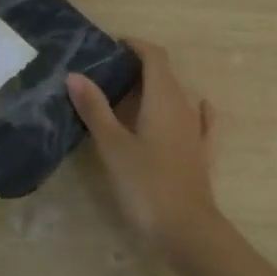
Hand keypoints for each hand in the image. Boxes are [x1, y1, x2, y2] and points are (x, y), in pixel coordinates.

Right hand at [67, 40, 222, 254]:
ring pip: (176, 96)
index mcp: (164, 98)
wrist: (186, 230)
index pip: (154, 56)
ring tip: (123, 96)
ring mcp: (195, 130)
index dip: (135, 45)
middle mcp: (184, 106)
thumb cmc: (146, 184)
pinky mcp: (201, 152)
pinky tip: (185, 111)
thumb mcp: (113, 146)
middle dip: (138, 67)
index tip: (111, 47)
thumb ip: (95, 108)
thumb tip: (75, 75)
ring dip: (154, 89)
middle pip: (164, 74)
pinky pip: (196, 119)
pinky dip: (183, 109)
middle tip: (105, 74)